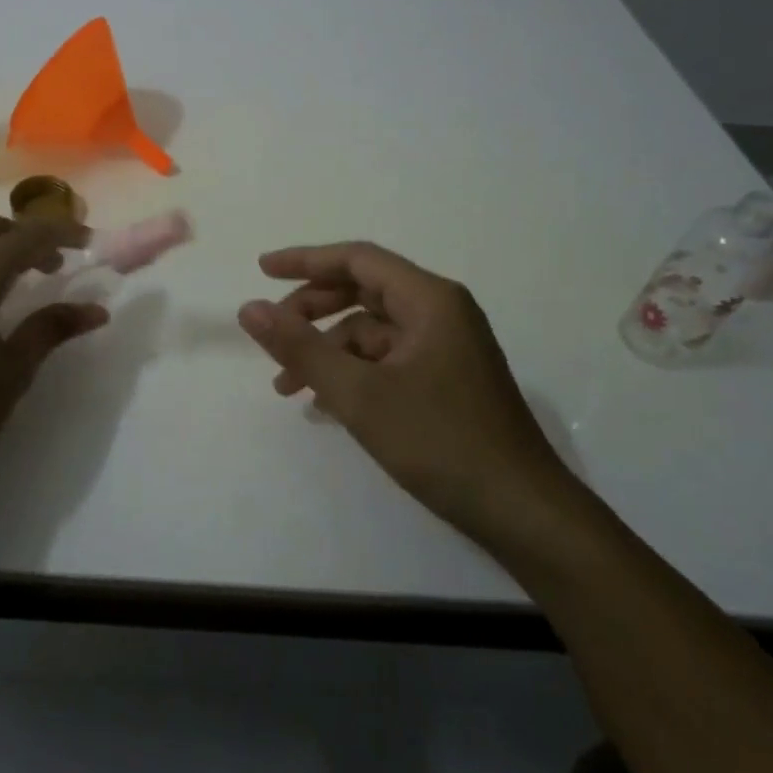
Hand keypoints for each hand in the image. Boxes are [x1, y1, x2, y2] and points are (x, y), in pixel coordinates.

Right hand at [238, 241, 582, 553]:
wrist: (523, 513)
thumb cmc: (440, 442)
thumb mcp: (358, 394)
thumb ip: (301, 347)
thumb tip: (249, 308)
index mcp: (430, 300)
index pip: (357, 259)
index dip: (305, 260)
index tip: (261, 270)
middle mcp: (441, 313)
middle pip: (364, 291)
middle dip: (312, 310)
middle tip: (272, 334)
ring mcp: (446, 348)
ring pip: (372, 331)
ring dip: (328, 350)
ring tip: (288, 386)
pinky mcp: (445, 381)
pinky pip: (387, 360)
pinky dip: (352, 373)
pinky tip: (325, 405)